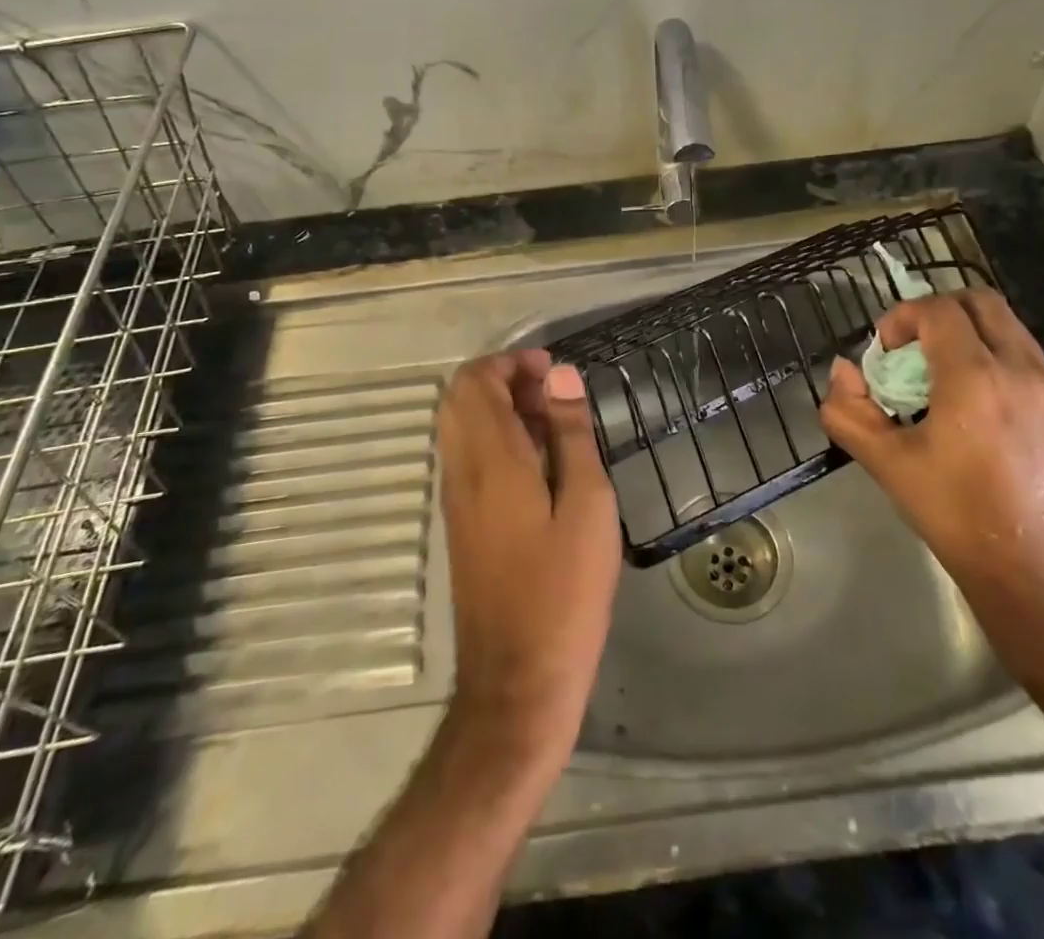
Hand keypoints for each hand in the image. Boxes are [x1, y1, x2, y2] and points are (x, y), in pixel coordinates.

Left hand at [434, 351, 619, 755]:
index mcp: (490, 460)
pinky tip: (540, 465)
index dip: (509, 362)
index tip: (552, 372)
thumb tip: (560, 377)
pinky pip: (467, 457)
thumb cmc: (564, 591)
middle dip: (503, 380)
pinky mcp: (461, 524)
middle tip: (552, 395)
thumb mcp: (587, 505)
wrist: (517, 681)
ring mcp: (455, 499)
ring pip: (460, 427)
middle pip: (459, 398)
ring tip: (553, 426)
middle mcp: (461, 471)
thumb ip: (572, 434)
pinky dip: (496, 440)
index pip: (473, 382)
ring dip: (500, 410)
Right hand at [821, 291, 1043, 675]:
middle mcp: (1020, 369)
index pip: (937, 310)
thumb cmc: (958, 518)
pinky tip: (973, 406)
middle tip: (911, 350)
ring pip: (1006, 326)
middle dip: (937, 312)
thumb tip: (842, 373)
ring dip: (966, 333)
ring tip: (939, 379)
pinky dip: (991, 356)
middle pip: (979, 301)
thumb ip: (849, 412)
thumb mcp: (888, 465)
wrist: (1043, 577)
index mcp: (974, 377)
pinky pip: (1024, 356)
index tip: (883, 351)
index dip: (901, 317)